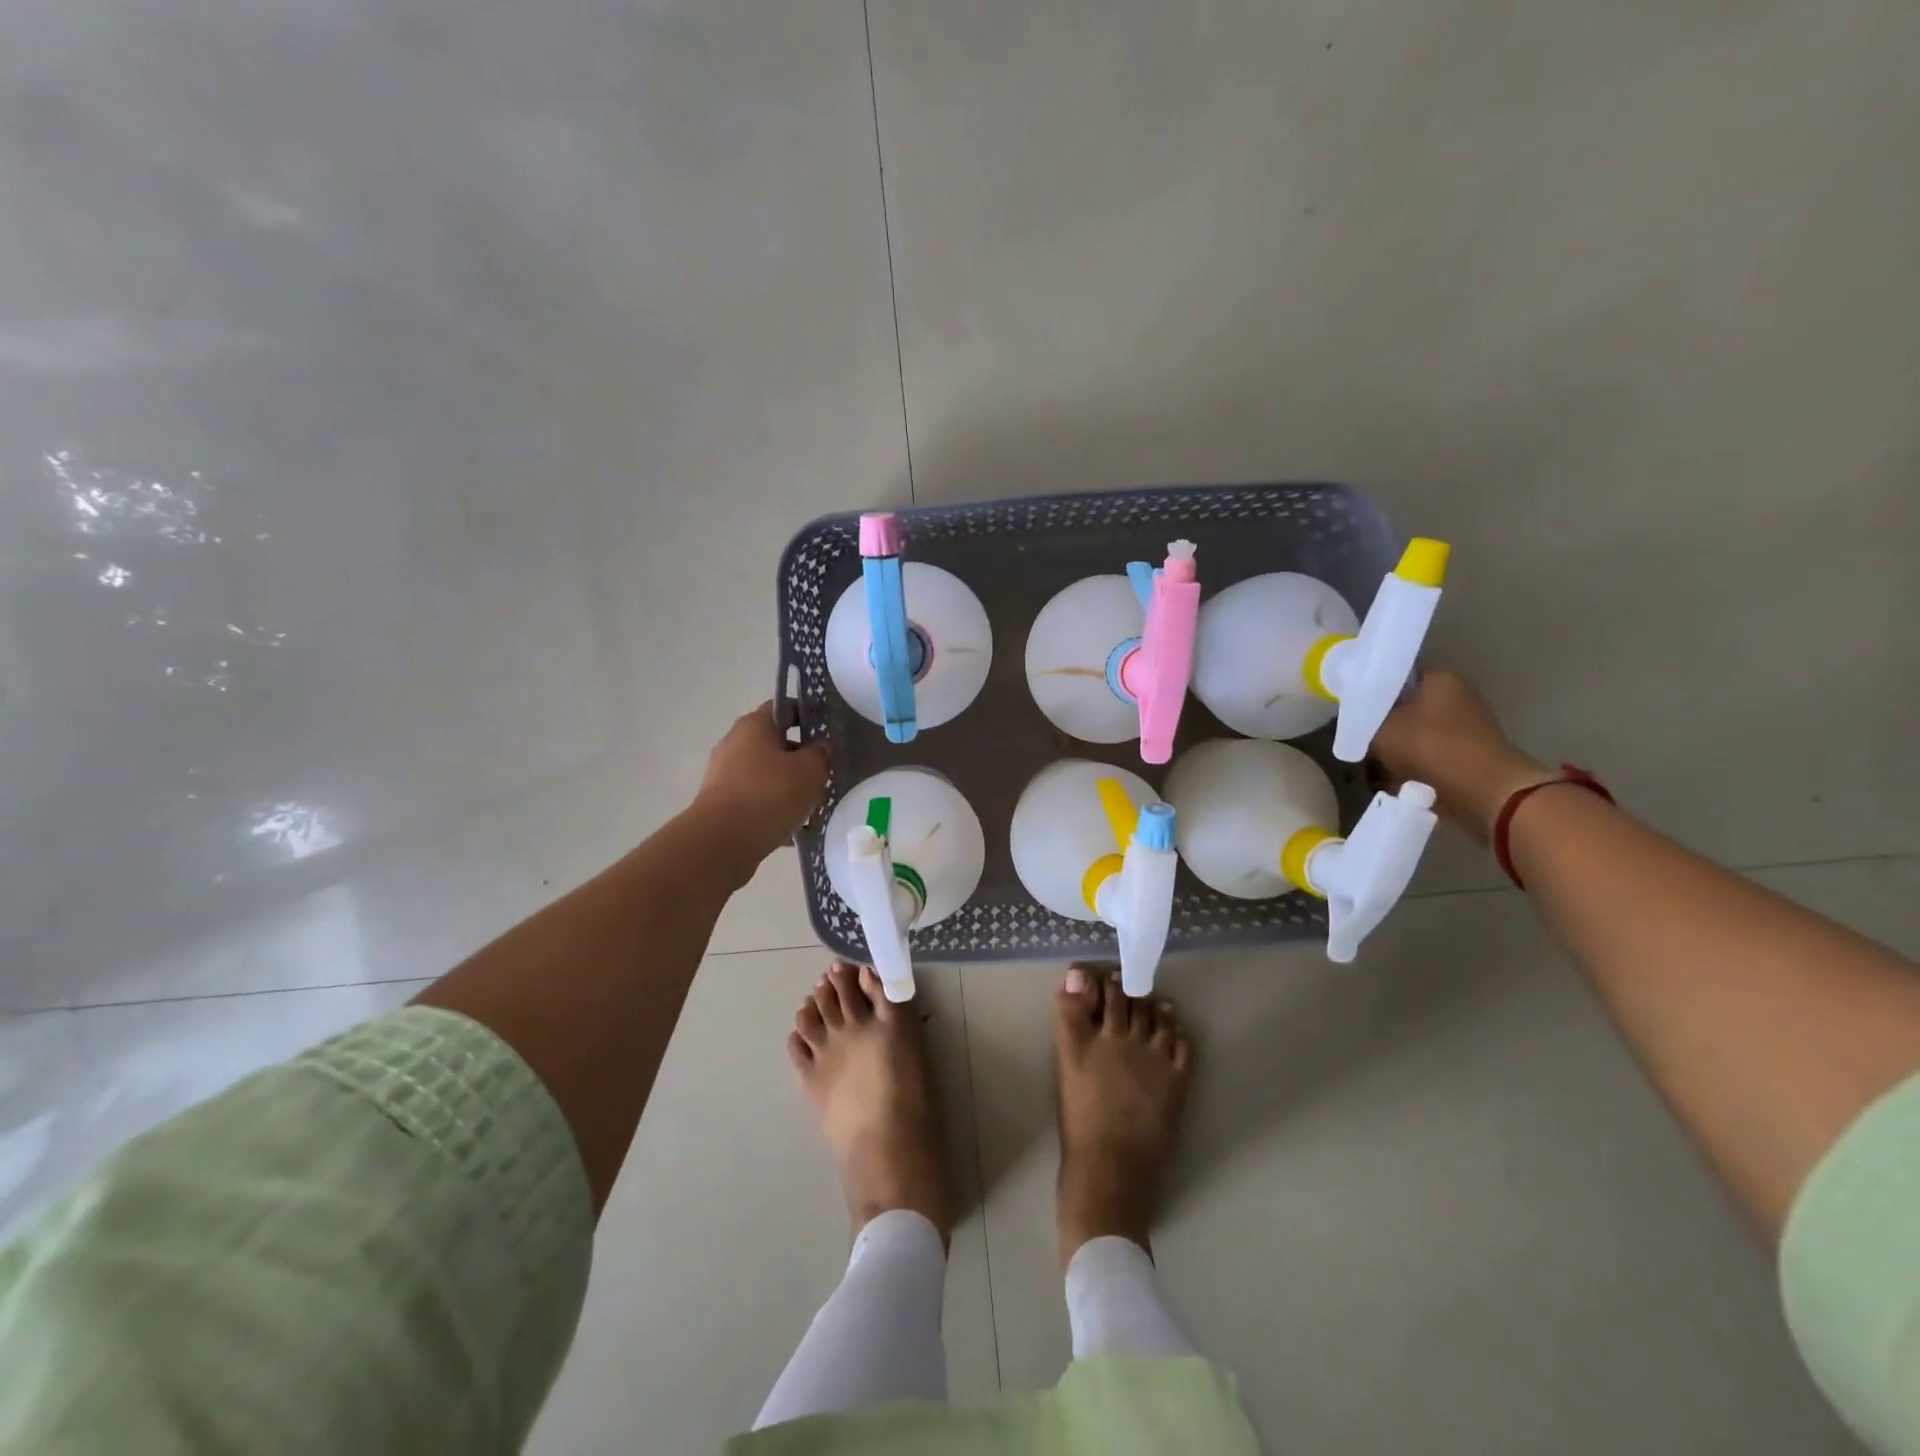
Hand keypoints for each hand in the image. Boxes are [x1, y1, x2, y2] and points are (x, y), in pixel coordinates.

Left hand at [691, 703, 830, 867]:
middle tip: (822, 776)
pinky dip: (772, 809)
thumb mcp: (810, 770)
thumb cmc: (770, 794)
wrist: (722, 842)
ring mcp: (724, 775)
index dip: (806, 715)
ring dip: (788, 788)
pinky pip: (755, 800)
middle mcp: (734, 744)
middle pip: (775, 744)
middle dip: (800, 759)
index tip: (825, 734)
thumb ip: (820, 753)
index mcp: (754, 725)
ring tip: (810, 809)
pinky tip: (790, 830)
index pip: (782, 707)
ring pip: (766, 775)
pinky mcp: (720, 804)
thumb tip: (818, 746)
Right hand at [1371, 672, 1554, 842]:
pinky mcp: (1470, 755)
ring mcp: (1467, 727)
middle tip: (1360, 737)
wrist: (1485, 794)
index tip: (1352, 706)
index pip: (1396, 675)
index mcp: (1440, 679)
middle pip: (1406, 706)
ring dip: (1397, 747)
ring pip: (1416, 733)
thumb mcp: (1380, 729)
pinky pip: (1430, 754)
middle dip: (1383, 722)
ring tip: (1373, 762)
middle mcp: (1458, 696)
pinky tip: (1394, 779)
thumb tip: (1356, 716)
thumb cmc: (1430, 749)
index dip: (1371, 689)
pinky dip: (1414, 765)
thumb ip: (1363, 718)